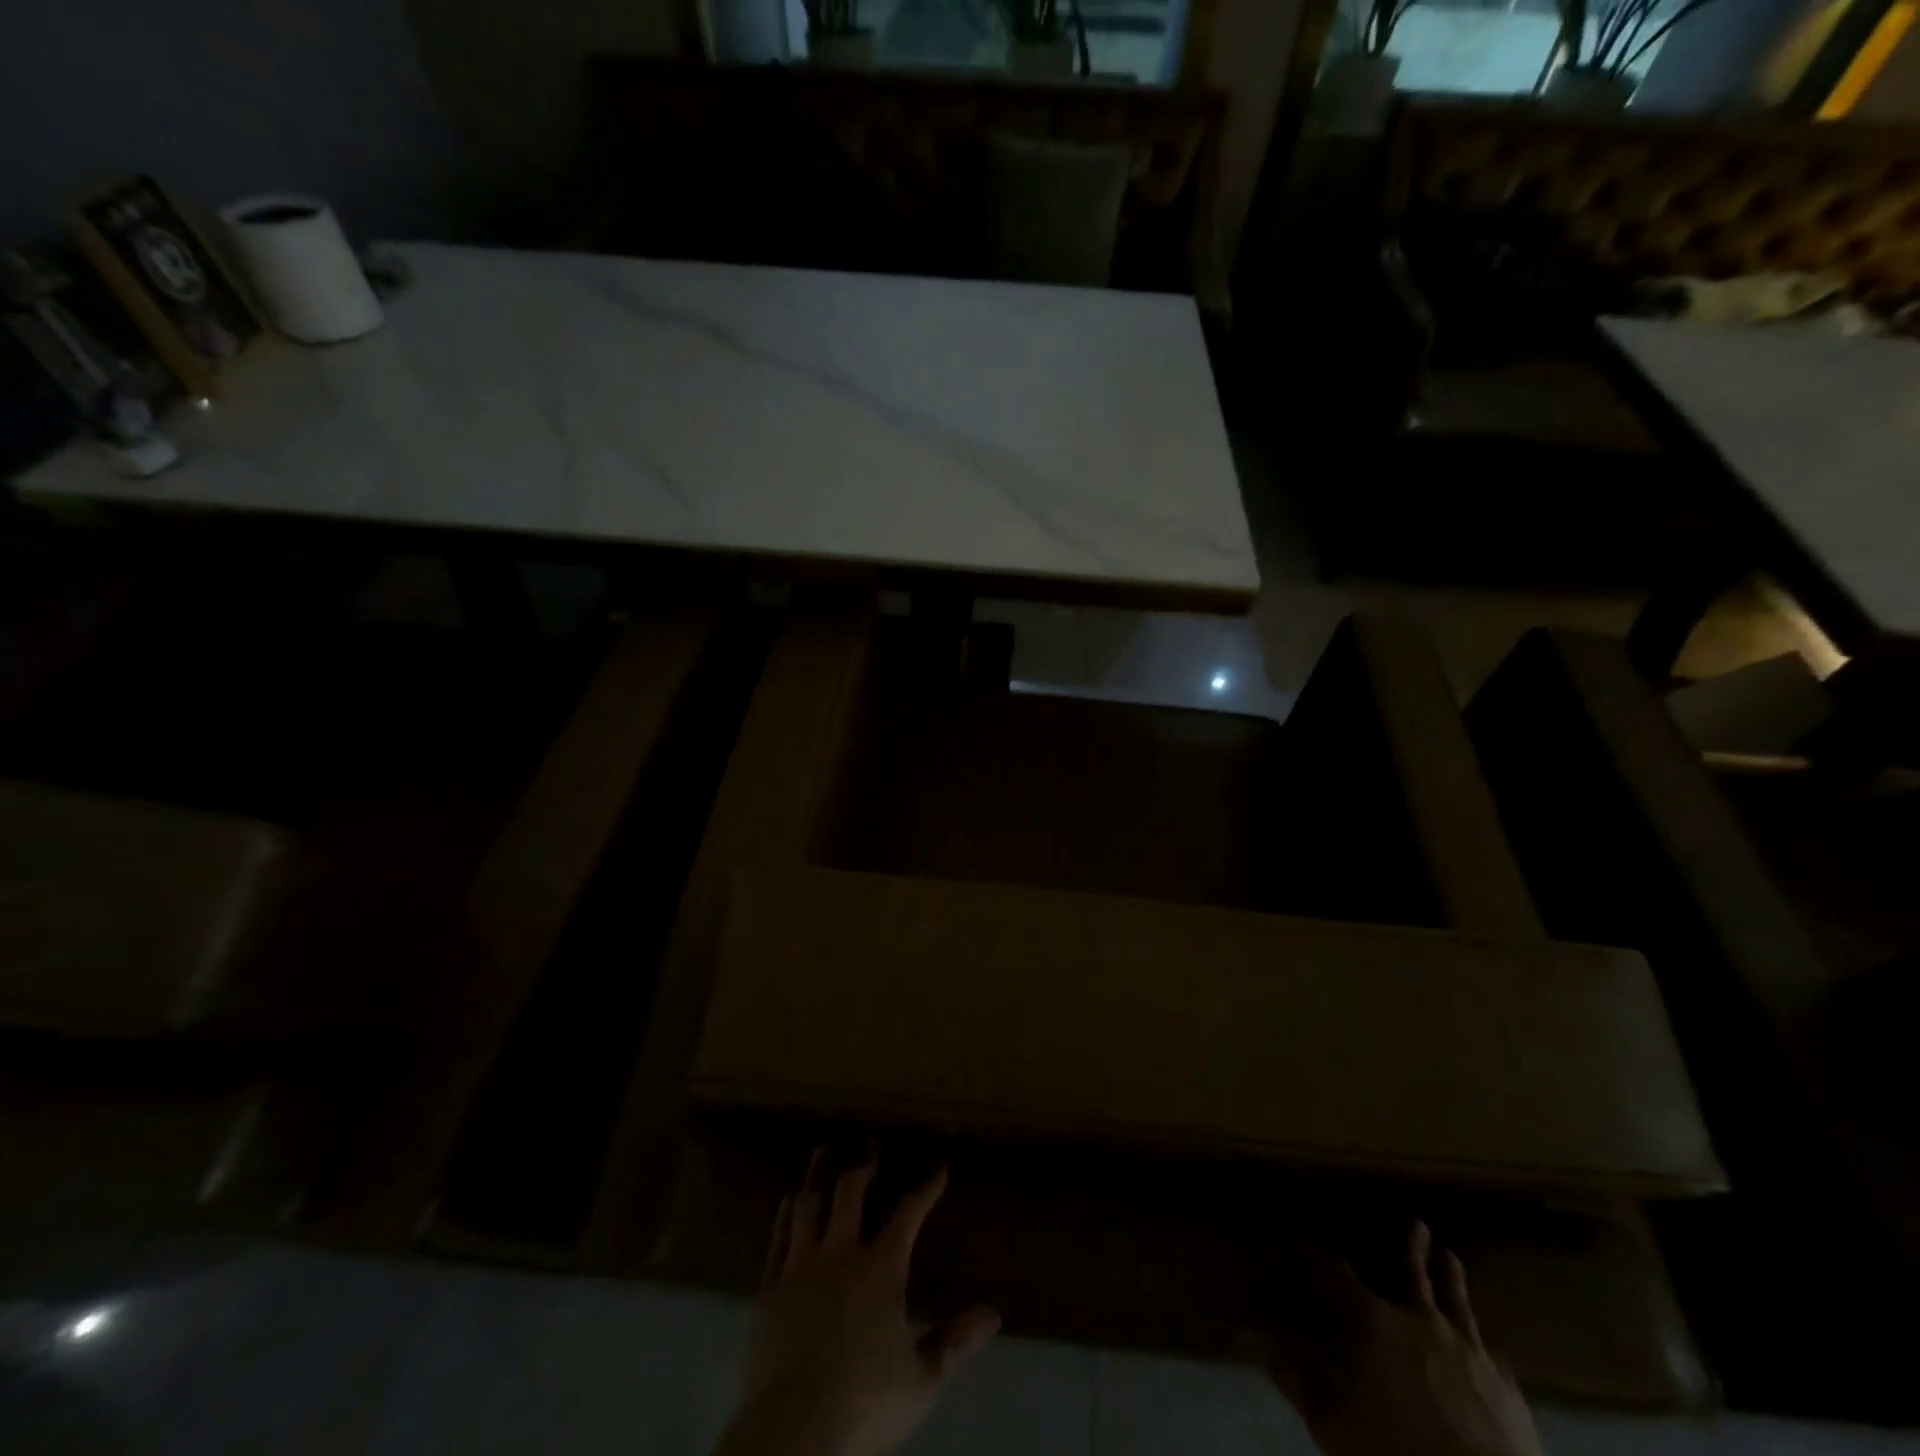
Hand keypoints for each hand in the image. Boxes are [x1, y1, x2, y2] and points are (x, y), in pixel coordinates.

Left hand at [717, 1148, 999, 1455]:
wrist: (794, 1432)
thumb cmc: (865, 1403)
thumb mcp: (923, 1378)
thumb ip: (957, 1341)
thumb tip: (994, 1314)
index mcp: (882, 1268)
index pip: (909, 1213)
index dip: (927, 1188)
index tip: (939, 1168)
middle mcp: (841, 1253)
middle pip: (851, 1191)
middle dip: (863, 1164)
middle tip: (869, 1144)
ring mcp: (801, 1266)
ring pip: (809, 1204)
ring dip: (819, 1175)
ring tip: (824, 1153)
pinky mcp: (769, 1287)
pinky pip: (779, 1237)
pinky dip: (786, 1214)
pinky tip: (789, 1201)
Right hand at [1269, 1221, 1541, 1455]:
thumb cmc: (1398, 1450)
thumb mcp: (1337, 1429)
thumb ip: (1306, 1393)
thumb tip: (1274, 1364)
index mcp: (1376, 1323)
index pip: (1339, 1275)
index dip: (1319, 1254)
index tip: (1307, 1234)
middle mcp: (1422, 1322)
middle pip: (1413, 1274)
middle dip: (1411, 1247)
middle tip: (1417, 1221)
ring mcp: (1469, 1350)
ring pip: (1458, 1302)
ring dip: (1452, 1278)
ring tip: (1451, 1256)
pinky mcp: (1505, 1385)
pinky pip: (1492, 1353)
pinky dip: (1484, 1342)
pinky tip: (1488, 1342)